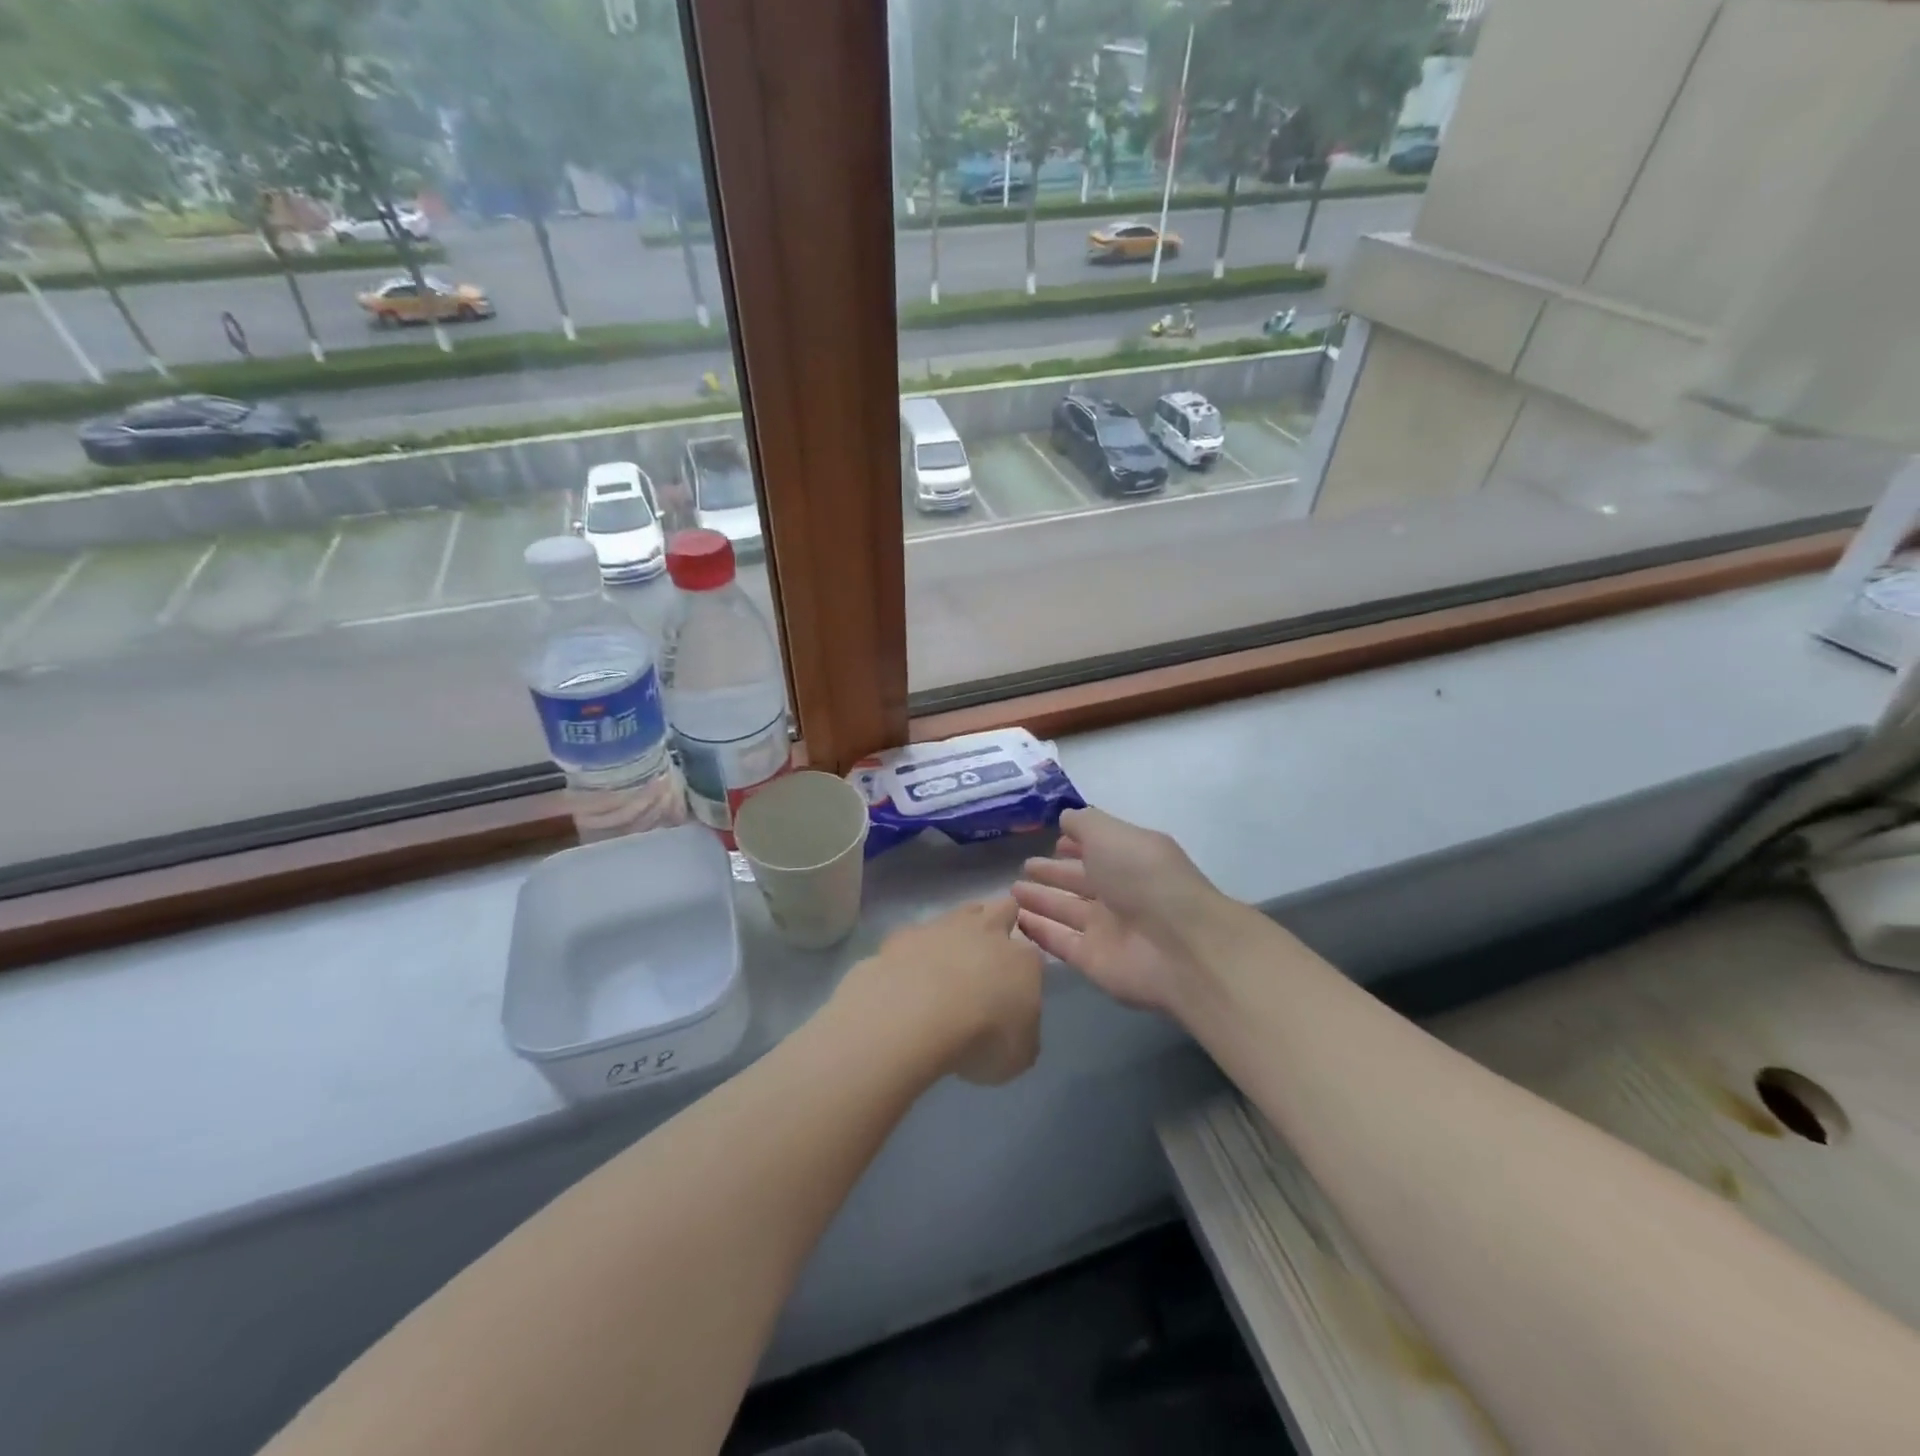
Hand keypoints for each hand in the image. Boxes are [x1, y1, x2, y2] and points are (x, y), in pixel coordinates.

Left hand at [837, 898, 1043, 1085]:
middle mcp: (989, 931)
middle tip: (991, 952)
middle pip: (1004, 909)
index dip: (1026, 969)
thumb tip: (1014, 1029)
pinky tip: (910, 972)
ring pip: (962, 912)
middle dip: (1002, 922)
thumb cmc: (981, 1037)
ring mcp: (946, 926)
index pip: (1033, 954)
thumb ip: (1021, 1035)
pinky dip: (918, 949)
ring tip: (951, 959)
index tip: (1017, 987)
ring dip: (961, 930)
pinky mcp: (907, 933)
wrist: (918, 1012)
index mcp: (1024, 960)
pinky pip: (918, 934)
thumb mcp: (1018, 1056)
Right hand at [1012, 807, 1226, 1014]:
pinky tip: (1016, 920)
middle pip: (1080, 881)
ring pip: (1066, 911)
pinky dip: (1039, 931)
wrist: (1179, 946)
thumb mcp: (1112, 834)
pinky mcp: (1093, 960)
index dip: (1076, 844)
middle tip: (1024, 867)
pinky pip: (1059, 942)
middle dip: (1054, 873)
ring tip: (1011, 891)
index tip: (1053, 839)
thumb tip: (1064, 818)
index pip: (1098, 849)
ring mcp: (1107, 929)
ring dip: (1041, 900)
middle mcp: (1120, 892)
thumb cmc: (1145, 877)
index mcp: (1130, 858)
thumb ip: (1085, 824)